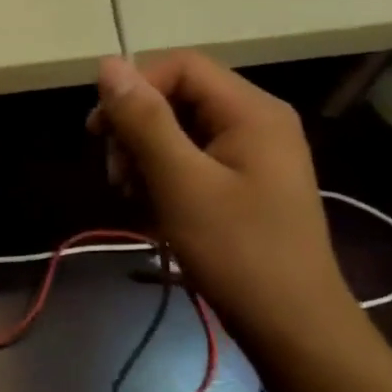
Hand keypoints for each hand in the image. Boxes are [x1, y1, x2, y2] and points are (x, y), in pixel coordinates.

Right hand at [89, 52, 357, 346]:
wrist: (292, 325)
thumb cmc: (237, 250)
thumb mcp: (181, 182)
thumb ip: (144, 121)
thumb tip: (107, 65)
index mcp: (251, 111)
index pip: (180, 67)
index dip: (134, 89)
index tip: (99, 132)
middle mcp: (256, 122)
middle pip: (178, 98)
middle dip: (136, 131)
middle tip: (118, 177)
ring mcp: (252, 154)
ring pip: (178, 132)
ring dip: (144, 158)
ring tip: (133, 199)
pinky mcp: (243, 184)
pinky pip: (191, 161)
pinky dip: (163, 180)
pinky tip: (153, 211)